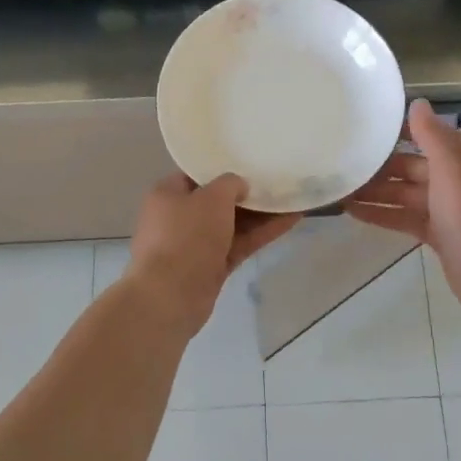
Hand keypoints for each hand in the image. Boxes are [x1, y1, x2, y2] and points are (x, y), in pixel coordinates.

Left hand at [124, 174, 300, 337]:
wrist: (170, 297)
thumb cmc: (186, 236)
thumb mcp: (212, 197)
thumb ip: (230, 184)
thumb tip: (239, 186)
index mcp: (168, 194)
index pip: (197, 176)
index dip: (223, 169)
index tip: (249, 163)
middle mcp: (179, 217)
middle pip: (218, 201)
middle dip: (247, 194)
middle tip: (277, 180)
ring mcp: (196, 245)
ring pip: (233, 224)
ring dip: (261, 214)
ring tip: (292, 199)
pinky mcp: (212, 267)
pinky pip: (240, 244)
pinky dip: (262, 233)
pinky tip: (290, 221)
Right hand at [343, 99, 460, 308]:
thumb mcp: (450, 167)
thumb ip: (431, 135)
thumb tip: (418, 103)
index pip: (431, 136)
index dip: (401, 132)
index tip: (369, 128)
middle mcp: (460, 179)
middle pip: (414, 166)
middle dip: (382, 166)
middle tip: (346, 162)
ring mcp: (449, 208)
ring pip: (407, 193)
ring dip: (377, 191)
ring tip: (342, 188)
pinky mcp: (439, 232)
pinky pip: (406, 217)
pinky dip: (382, 214)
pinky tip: (352, 212)